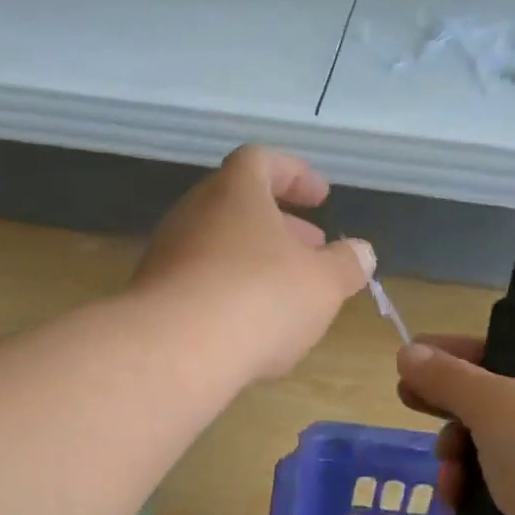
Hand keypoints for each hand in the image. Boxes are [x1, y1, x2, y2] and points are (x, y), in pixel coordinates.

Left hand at [132, 146, 374, 382]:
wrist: (173, 353)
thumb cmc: (259, 299)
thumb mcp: (323, 283)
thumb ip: (346, 264)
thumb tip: (361, 252)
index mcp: (234, 192)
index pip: (261, 161)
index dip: (295, 174)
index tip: (321, 198)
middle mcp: (193, 214)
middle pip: (239, 206)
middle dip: (281, 227)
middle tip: (312, 251)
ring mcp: (167, 256)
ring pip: (220, 248)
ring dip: (256, 264)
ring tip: (288, 296)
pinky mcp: (152, 298)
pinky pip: (200, 284)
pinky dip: (230, 295)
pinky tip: (250, 329)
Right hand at [395, 337, 514, 514]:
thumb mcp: (497, 404)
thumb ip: (448, 376)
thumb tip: (407, 352)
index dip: (466, 351)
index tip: (417, 353)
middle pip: (498, 405)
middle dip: (453, 407)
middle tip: (407, 399)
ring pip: (488, 451)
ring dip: (457, 454)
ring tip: (448, 466)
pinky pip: (489, 493)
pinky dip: (467, 492)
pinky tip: (454, 499)